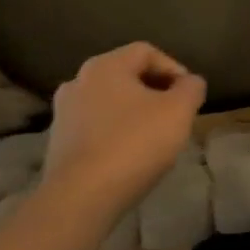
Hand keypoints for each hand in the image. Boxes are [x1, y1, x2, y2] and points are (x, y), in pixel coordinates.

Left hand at [43, 43, 205, 218]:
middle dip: (155, 92)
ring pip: (110, 102)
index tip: (189, 95)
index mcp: (105, 65)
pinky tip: (130, 155)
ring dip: (135, 113)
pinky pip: (96, 126)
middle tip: (176, 115)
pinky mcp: (58, 142)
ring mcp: (63, 112)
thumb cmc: (134, 144)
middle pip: (126, 76)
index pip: (146, 51)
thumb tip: (191, 82)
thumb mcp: (179, 111)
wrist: (81, 197)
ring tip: (155, 137)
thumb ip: (191, 88)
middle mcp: (78, 81)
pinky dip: (116, 133)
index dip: (174, 68)